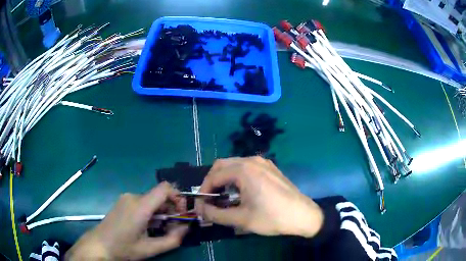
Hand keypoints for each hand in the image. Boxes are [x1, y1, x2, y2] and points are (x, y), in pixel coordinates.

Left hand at [65, 182, 188, 260]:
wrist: (99, 245)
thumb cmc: (123, 248)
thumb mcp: (150, 249)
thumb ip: (173, 239)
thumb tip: (186, 228)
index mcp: (140, 206)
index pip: (165, 188)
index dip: (178, 198)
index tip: (181, 214)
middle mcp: (133, 196)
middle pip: (159, 196)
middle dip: (170, 210)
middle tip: (173, 227)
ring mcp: (126, 198)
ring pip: (151, 200)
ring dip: (161, 212)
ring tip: (159, 229)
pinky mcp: (123, 201)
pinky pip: (142, 202)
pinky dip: (151, 212)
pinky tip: (147, 226)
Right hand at [195, 156, 323, 237]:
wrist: (302, 215)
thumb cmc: (271, 217)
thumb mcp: (240, 219)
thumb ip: (215, 214)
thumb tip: (200, 209)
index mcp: (244, 170)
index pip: (214, 176)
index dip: (204, 190)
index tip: (201, 204)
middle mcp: (252, 160)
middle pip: (222, 165)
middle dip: (212, 181)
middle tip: (210, 198)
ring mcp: (263, 162)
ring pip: (234, 165)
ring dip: (224, 178)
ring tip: (223, 196)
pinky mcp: (270, 167)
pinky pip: (246, 167)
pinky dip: (236, 176)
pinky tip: (240, 191)